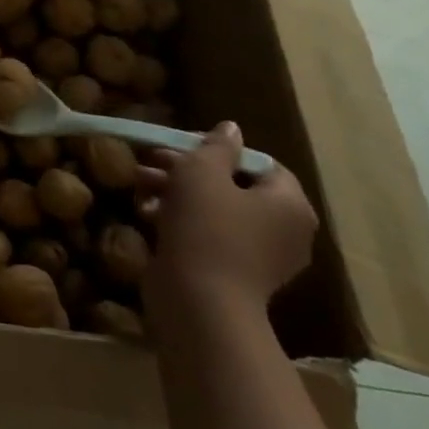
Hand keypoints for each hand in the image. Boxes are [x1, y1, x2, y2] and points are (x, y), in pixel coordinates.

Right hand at [139, 121, 317, 319]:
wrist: (199, 300)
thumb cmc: (206, 226)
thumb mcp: (202, 172)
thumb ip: (217, 146)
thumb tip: (231, 128)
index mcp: (288, 203)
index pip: (259, 162)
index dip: (220, 149)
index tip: (182, 145)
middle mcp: (284, 229)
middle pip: (233, 185)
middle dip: (187, 170)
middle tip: (151, 162)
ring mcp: (259, 255)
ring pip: (215, 210)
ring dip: (176, 192)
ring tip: (139, 185)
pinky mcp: (233, 273)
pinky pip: (209, 235)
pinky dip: (180, 221)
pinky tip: (146, 213)